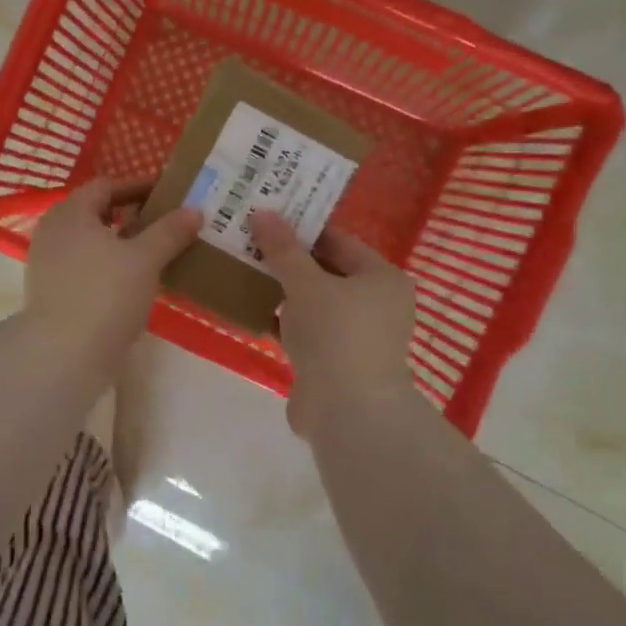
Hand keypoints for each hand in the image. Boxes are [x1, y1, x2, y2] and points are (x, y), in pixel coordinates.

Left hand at [24, 178, 201, 360]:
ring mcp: (48, 263)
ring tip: (156, 253)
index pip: (106, 186)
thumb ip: (169, 231)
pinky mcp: (51, 291)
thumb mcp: (145, 259)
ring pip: (91, 242)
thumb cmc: (104, 295)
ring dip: (121, 243)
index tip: (168, 194)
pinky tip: (133, 281)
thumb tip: (194, 210)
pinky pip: (85, 267)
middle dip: (131, 215)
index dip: (138, 186)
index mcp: (71, 212)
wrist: (62, 354)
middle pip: (96, 213)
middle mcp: (53, 231)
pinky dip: (108, 266)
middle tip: (166, 222)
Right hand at [250, 210, 417, 439]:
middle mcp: (376, 304)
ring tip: (243, 269)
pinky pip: (305, 331)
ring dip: (282, 290)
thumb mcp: (305, 284)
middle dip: (288, 259)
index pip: (340, 241)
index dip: (303, 228)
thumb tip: (263, 213)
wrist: (347, 412)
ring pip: (313, 303)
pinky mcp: (334, 363)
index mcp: (382, 279)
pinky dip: (282, 322)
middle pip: (326, 271)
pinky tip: (250, 309)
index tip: (268, 217)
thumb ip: (283, 249)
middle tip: (249, 240)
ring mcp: (355, 336)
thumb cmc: (336, 334)